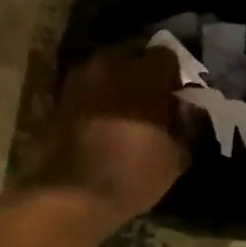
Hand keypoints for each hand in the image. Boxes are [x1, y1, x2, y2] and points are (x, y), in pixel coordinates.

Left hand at [34, 44, 188, 220]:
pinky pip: (86, 85)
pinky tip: (101, 118)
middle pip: (132, 53)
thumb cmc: (132, 173)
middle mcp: (110, 64)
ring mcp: (81, 77)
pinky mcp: (60, 95)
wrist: (71, 193)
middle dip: (143, 70)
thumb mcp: (175, 156)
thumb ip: (185, 126)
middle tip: (150, 97)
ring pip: (106, 66)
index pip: (165, 55)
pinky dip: (96, 95)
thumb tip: (185, 111)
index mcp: (144, 73)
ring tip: (124, 108)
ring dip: (117, 80)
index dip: (173, 73)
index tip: (175, 95)